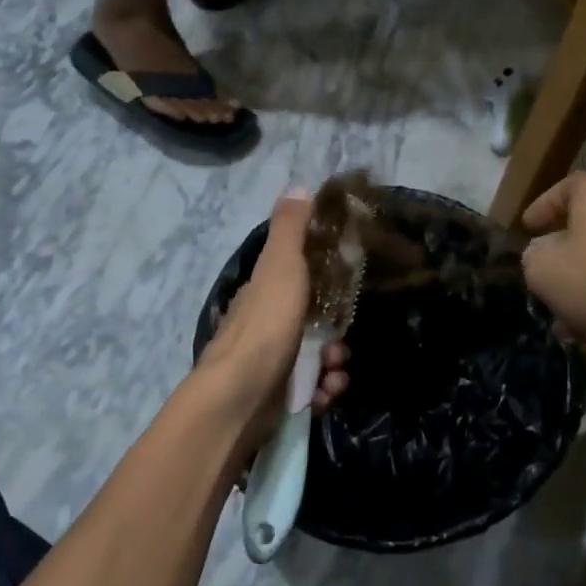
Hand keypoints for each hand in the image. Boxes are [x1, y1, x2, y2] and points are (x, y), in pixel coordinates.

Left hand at [194, 191, 349, 442]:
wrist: (239, 398)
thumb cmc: (264, 326)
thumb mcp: (280, 267)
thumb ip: (290, 230)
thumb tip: (298, 186)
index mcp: (261, 294)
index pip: (295, 280)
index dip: (322, 283)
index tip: (345, 289)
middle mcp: (263, 327)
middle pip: (311, 324)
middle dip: (334, 335)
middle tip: (340, 344)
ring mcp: (268, 364)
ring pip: (315, 359)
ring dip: (333, 366)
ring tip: (334, 373)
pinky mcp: (276, 398)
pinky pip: (310, 391)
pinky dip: (322, 392)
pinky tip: (324, 395)